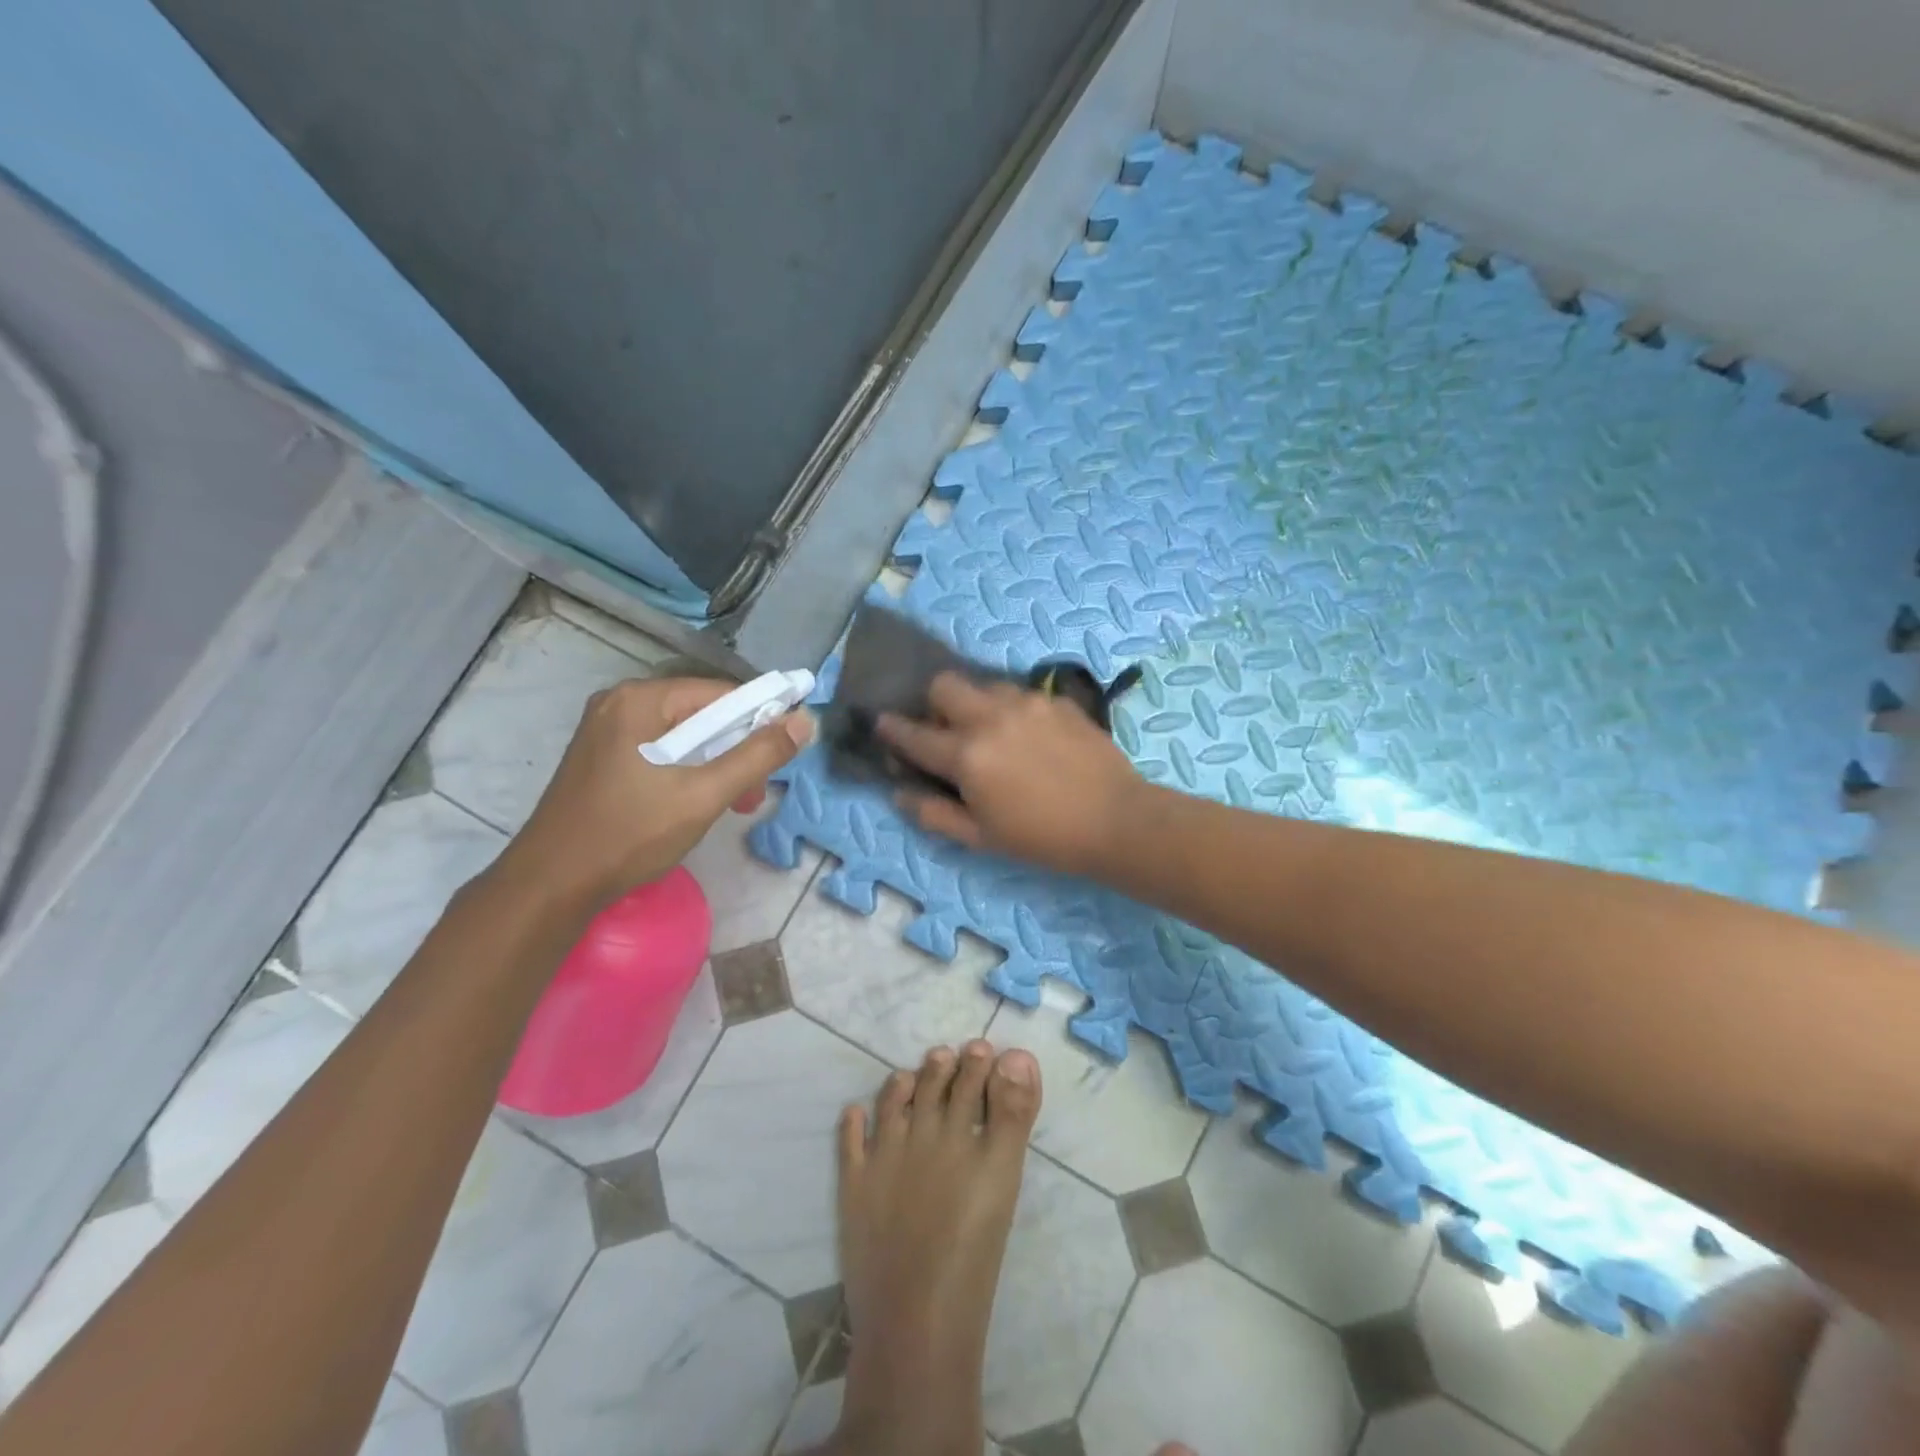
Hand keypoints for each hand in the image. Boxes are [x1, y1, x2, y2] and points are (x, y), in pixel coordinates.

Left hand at [495, 677, 814, 914]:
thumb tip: (805, 721)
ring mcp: (605, 730)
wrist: (550, 886)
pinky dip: (686, 772)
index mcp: (640, 699)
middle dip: (736, 752)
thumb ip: (758, 756)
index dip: (760, 721)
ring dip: (714, 766)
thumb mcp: (704, 795)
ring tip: (729, 806)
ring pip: (682, 736)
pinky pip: (659, 751)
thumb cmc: (629, 834)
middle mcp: (620, 703)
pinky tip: (693, 804)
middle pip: (701, 714)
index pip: (721, 694)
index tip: (780, 760)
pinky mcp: (601, 757)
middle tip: (752, 797)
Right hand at [876, 671, 1147, 875]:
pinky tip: (1028, 736)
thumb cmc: (1042, 838)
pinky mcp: (1057, 700)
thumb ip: (934, 813)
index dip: (891, 729)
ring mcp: (1027, 703)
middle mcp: (990, 717)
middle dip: (934, 703)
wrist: (1115, 820)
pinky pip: (1020, 693)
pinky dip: (1011, 709)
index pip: (914, 735)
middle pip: (944, 685)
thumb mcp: (981, 837)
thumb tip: (899, 793)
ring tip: (991, 732)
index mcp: (966, 755)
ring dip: (975, 704)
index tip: (881, 723)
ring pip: (983, 684)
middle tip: (946, 730)